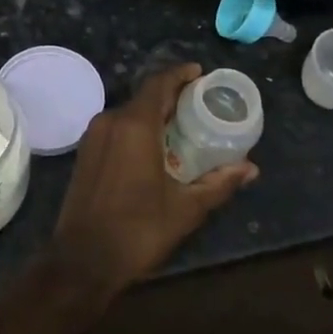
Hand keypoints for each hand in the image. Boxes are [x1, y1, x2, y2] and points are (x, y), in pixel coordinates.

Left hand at [46, 64, 257, 304]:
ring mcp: (93, 136)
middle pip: (144, 96)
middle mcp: (110, 121)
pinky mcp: (85, 153)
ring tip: (182, 123)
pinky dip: (137, 127)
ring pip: (129, 112)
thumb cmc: (138, 230)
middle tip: (199, 102)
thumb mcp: (186, 209)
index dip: (180, 74)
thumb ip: (218, 183)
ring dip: (154, 112)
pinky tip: (155, 145)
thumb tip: (250, 168)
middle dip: (172, 95)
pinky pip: (116, 127)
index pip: (159, 84)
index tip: (200, 74)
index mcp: (134, 126)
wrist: (82, 260)